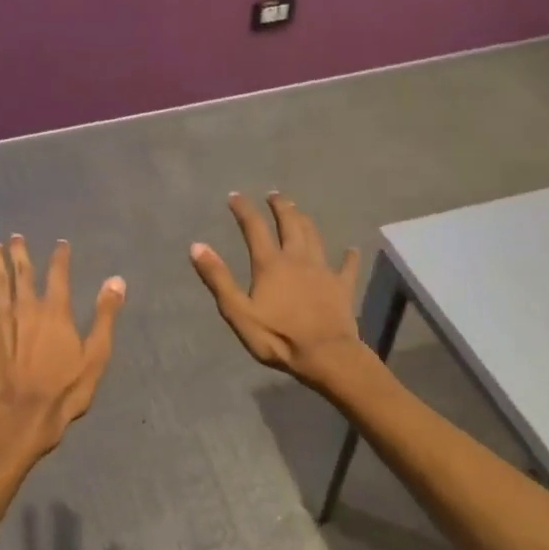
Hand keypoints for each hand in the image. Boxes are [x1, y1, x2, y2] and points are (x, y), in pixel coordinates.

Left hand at [0, 235, 124, 464]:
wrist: (23, 414)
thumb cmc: (65, 388)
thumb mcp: (96, 354)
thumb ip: (104, 315)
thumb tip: (116, 280)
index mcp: (54, 310)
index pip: (58, 274)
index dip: (60, 256)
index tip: (60, 242)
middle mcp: (25, 307)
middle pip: (22, 272)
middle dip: (19, 252)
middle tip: (15, 236)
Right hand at [190, 192, 362, 388]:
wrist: (325, 354)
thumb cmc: (277, 336)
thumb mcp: (238, 311)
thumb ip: (218, 278)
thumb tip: (197, 246)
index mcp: (270, 264)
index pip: (254, 228)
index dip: (244, 209)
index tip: (234, 196)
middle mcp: (297, 259)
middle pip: (290, 224)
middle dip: (280, 207)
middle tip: (274, 195)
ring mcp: (323, 270)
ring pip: (314, 237)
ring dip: (305, 220)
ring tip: (299, 211)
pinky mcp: (341, 286)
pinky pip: (346, 266)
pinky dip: (348, 256)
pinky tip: (351, 249)